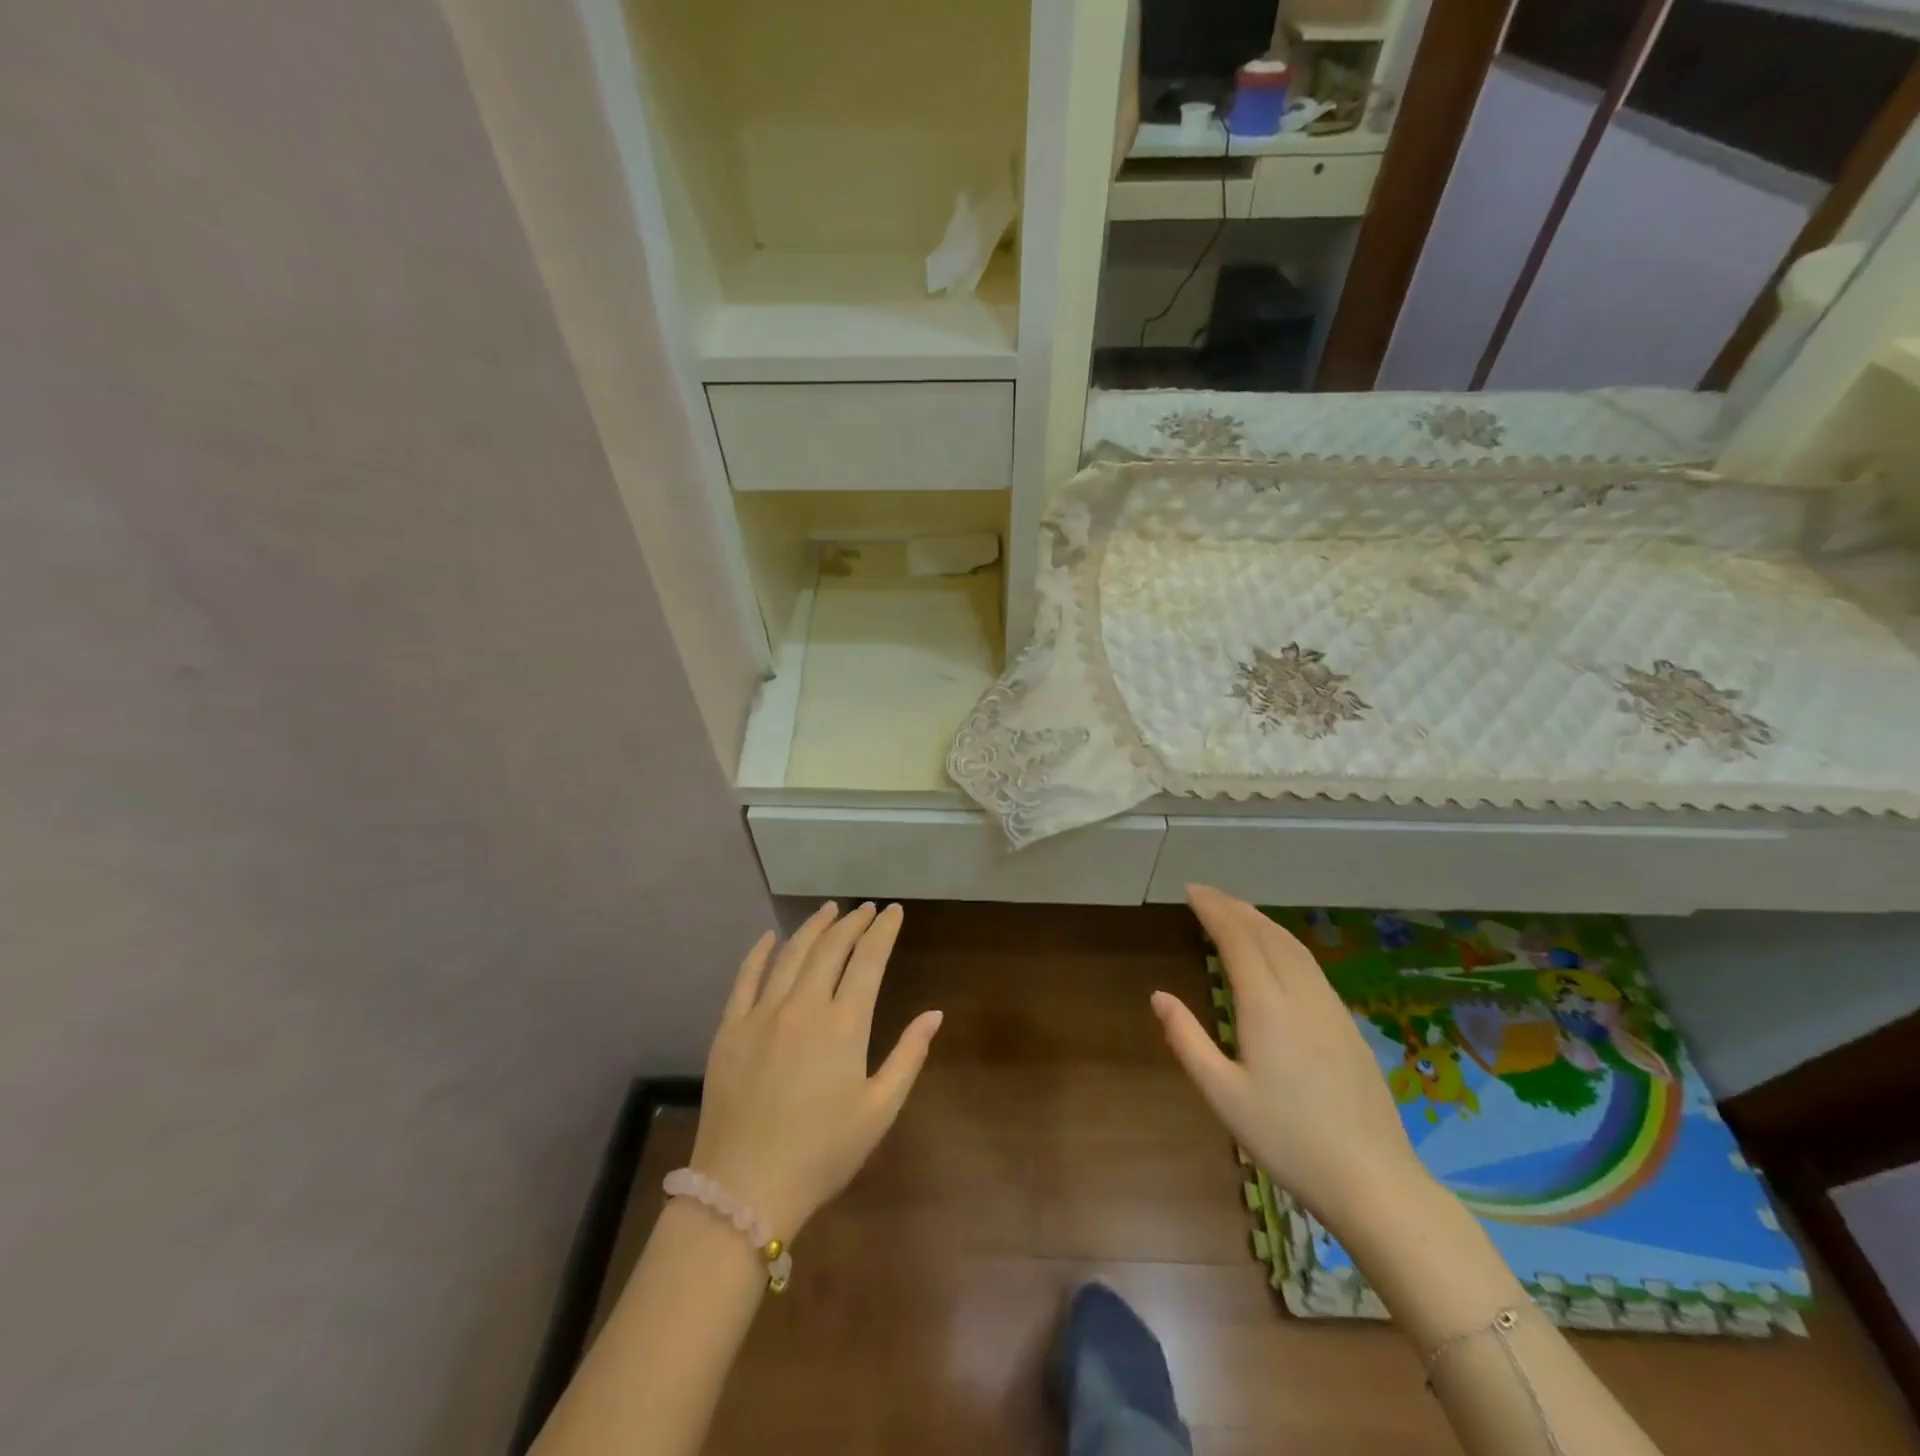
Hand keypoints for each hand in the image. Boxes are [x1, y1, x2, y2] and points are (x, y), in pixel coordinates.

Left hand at [691, 902, 941, 1238]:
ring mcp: (762, 1014)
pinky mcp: (730, 1029)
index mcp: (844, 1024)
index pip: (868, 960)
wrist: (744, 1189)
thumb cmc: (822, 1153)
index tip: (893, 911)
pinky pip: (745, 979)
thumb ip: (908, 1056)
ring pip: (791, 954)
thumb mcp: (879, 1111)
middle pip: (831, 948)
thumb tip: (934, 1014)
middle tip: (866, 909)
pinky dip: (759, 953)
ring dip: (813, 927)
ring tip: (828, 910)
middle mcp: (803, 1006)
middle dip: (852, 923)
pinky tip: (769, 938)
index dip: (883, 931)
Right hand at [1152, 886, 1430, 1235]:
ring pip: (1294, 947)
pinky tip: (1279, 953)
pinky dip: (1285, 943)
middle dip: (1235, 908)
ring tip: (1237, 912)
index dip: (1214, 910)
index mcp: (1267, 1006)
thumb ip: (1187, 1040)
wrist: (1374, 1182)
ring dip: (1262, 921)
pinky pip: (1311, 965)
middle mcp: (1301, 996)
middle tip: (1206, 894)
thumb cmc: (1288, 1139)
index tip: (1191, 891)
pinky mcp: (1348, 1026)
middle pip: (1267, 934)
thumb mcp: (1223, 1095)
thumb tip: (1159, 996)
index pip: (1238, 939)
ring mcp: (1331, 1009)